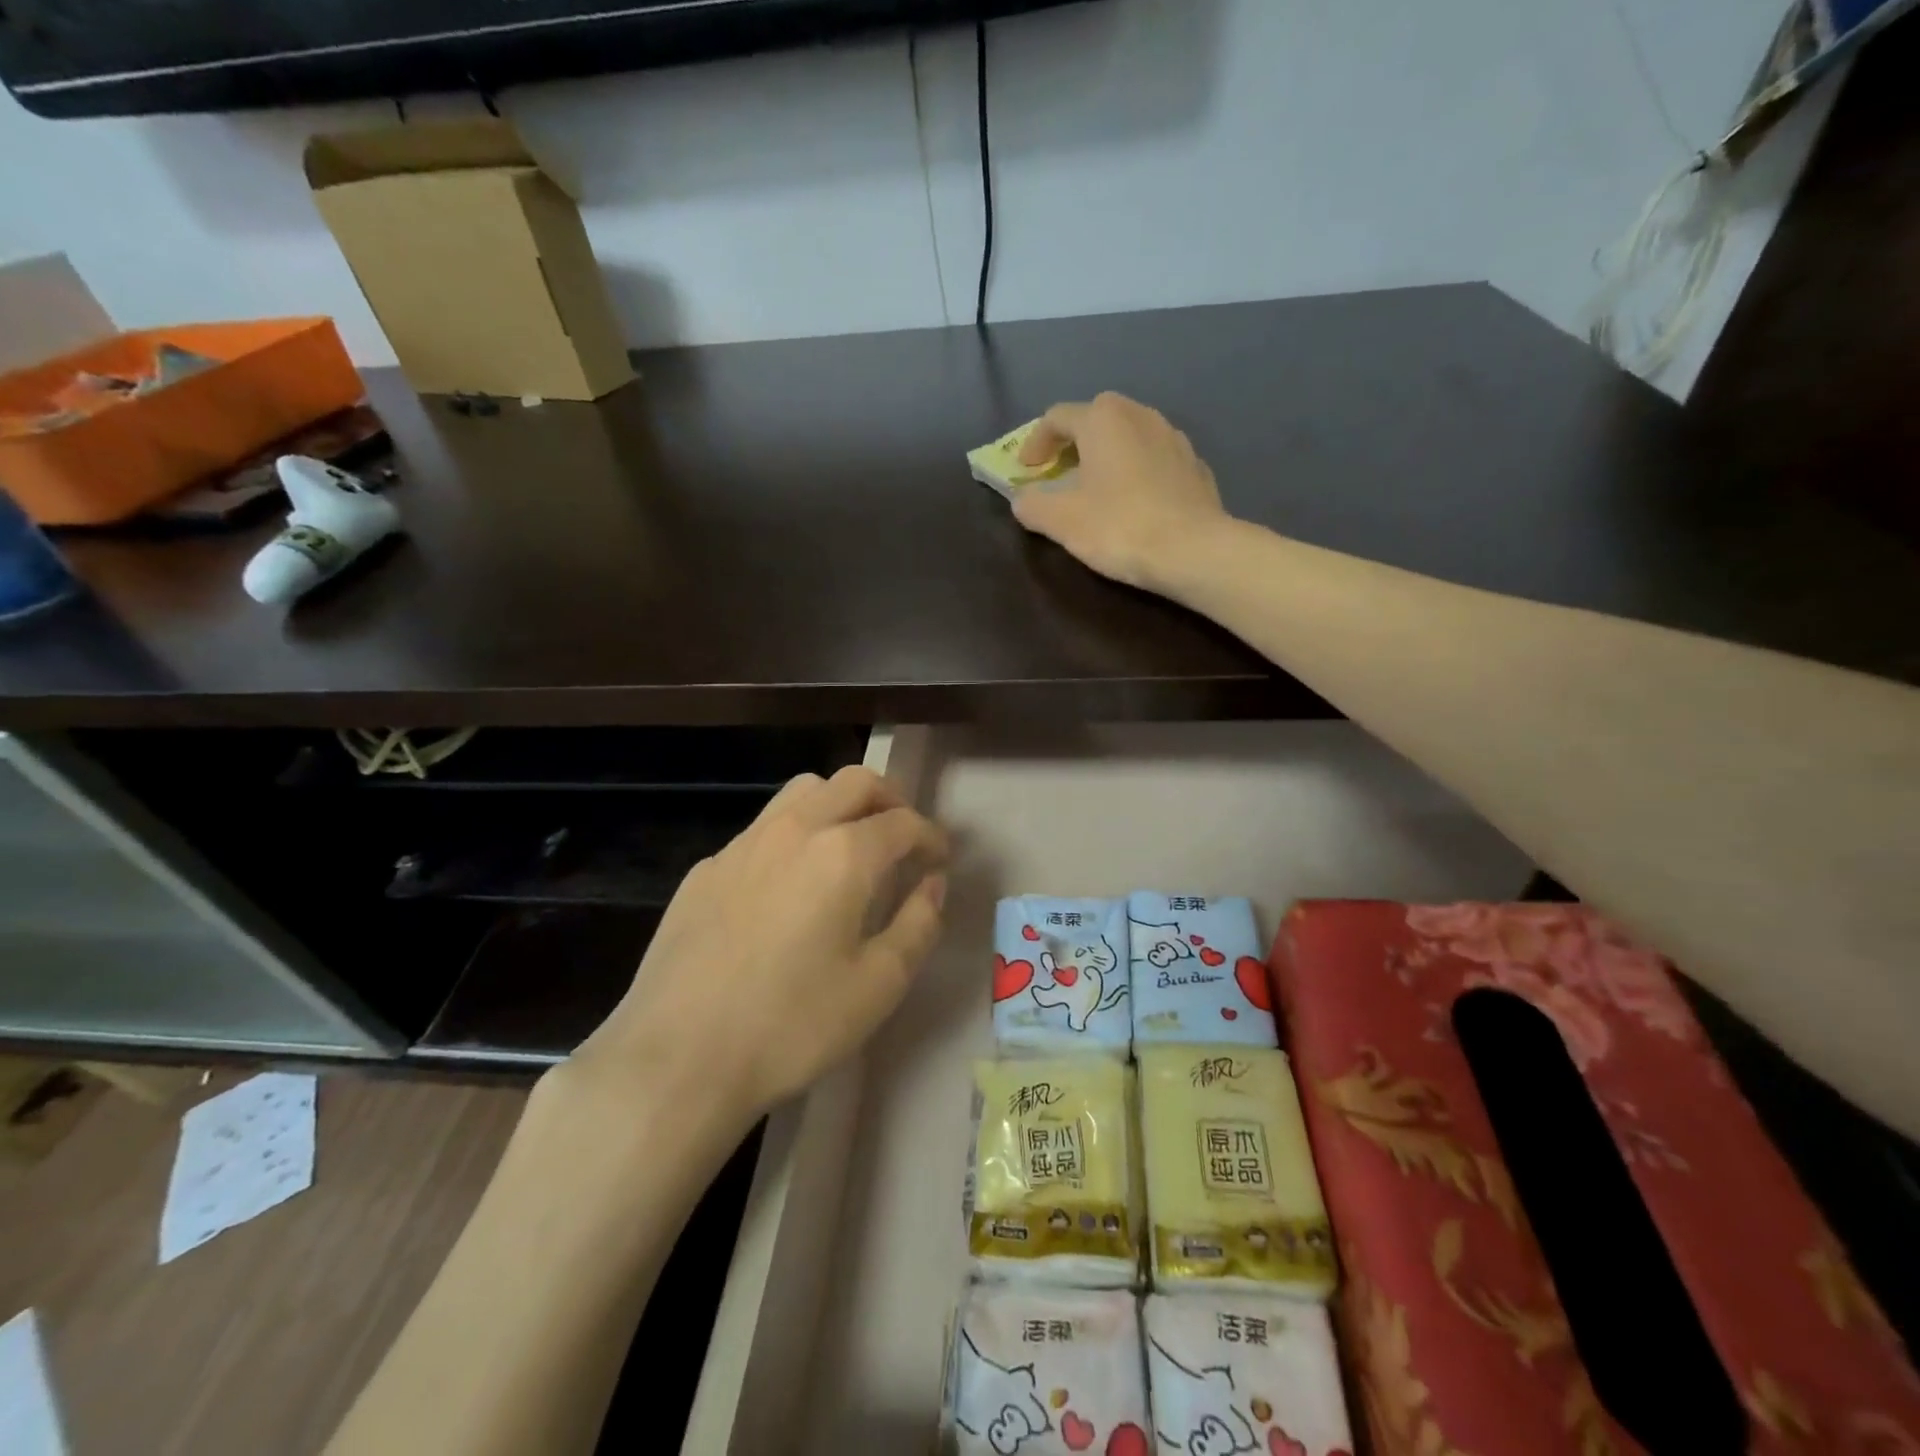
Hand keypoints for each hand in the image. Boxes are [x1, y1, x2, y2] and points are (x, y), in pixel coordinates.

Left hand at [563, 766, 948, 1121]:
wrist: (677, 1057)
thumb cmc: (792, 1025)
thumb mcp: (878, 985)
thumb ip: (918, 924)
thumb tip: (931, 883)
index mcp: (844, 853)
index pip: (903, 822)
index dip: (931, 836)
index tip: (940, 859)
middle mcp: (795, 830)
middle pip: (854, 782)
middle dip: (890, 800)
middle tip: (903, 838)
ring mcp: (743, 844)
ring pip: (803, 792)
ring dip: (839, 805)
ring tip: (849, 847)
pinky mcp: (706, 869)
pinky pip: (762, 829)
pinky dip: (793, 837)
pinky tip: (787, 887)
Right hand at [1013, 392, 1229, 591]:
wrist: (1193, 550)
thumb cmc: (1119, 527)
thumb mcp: (1061, 521)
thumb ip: (1032, 505)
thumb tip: (1023, 499)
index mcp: (1103, 420)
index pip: (1057, 417)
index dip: (1035, 443)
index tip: (1026, 471)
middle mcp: (1140, 415)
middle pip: (1096, 418)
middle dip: (1073, 442)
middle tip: (1060, 473)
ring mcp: (1173, 438)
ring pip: (1129, 435)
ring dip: (1107, 454)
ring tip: (1097, 486)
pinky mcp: (1195, 465)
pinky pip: (1154, 458)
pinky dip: (1136, 471)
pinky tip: (1134, 501)